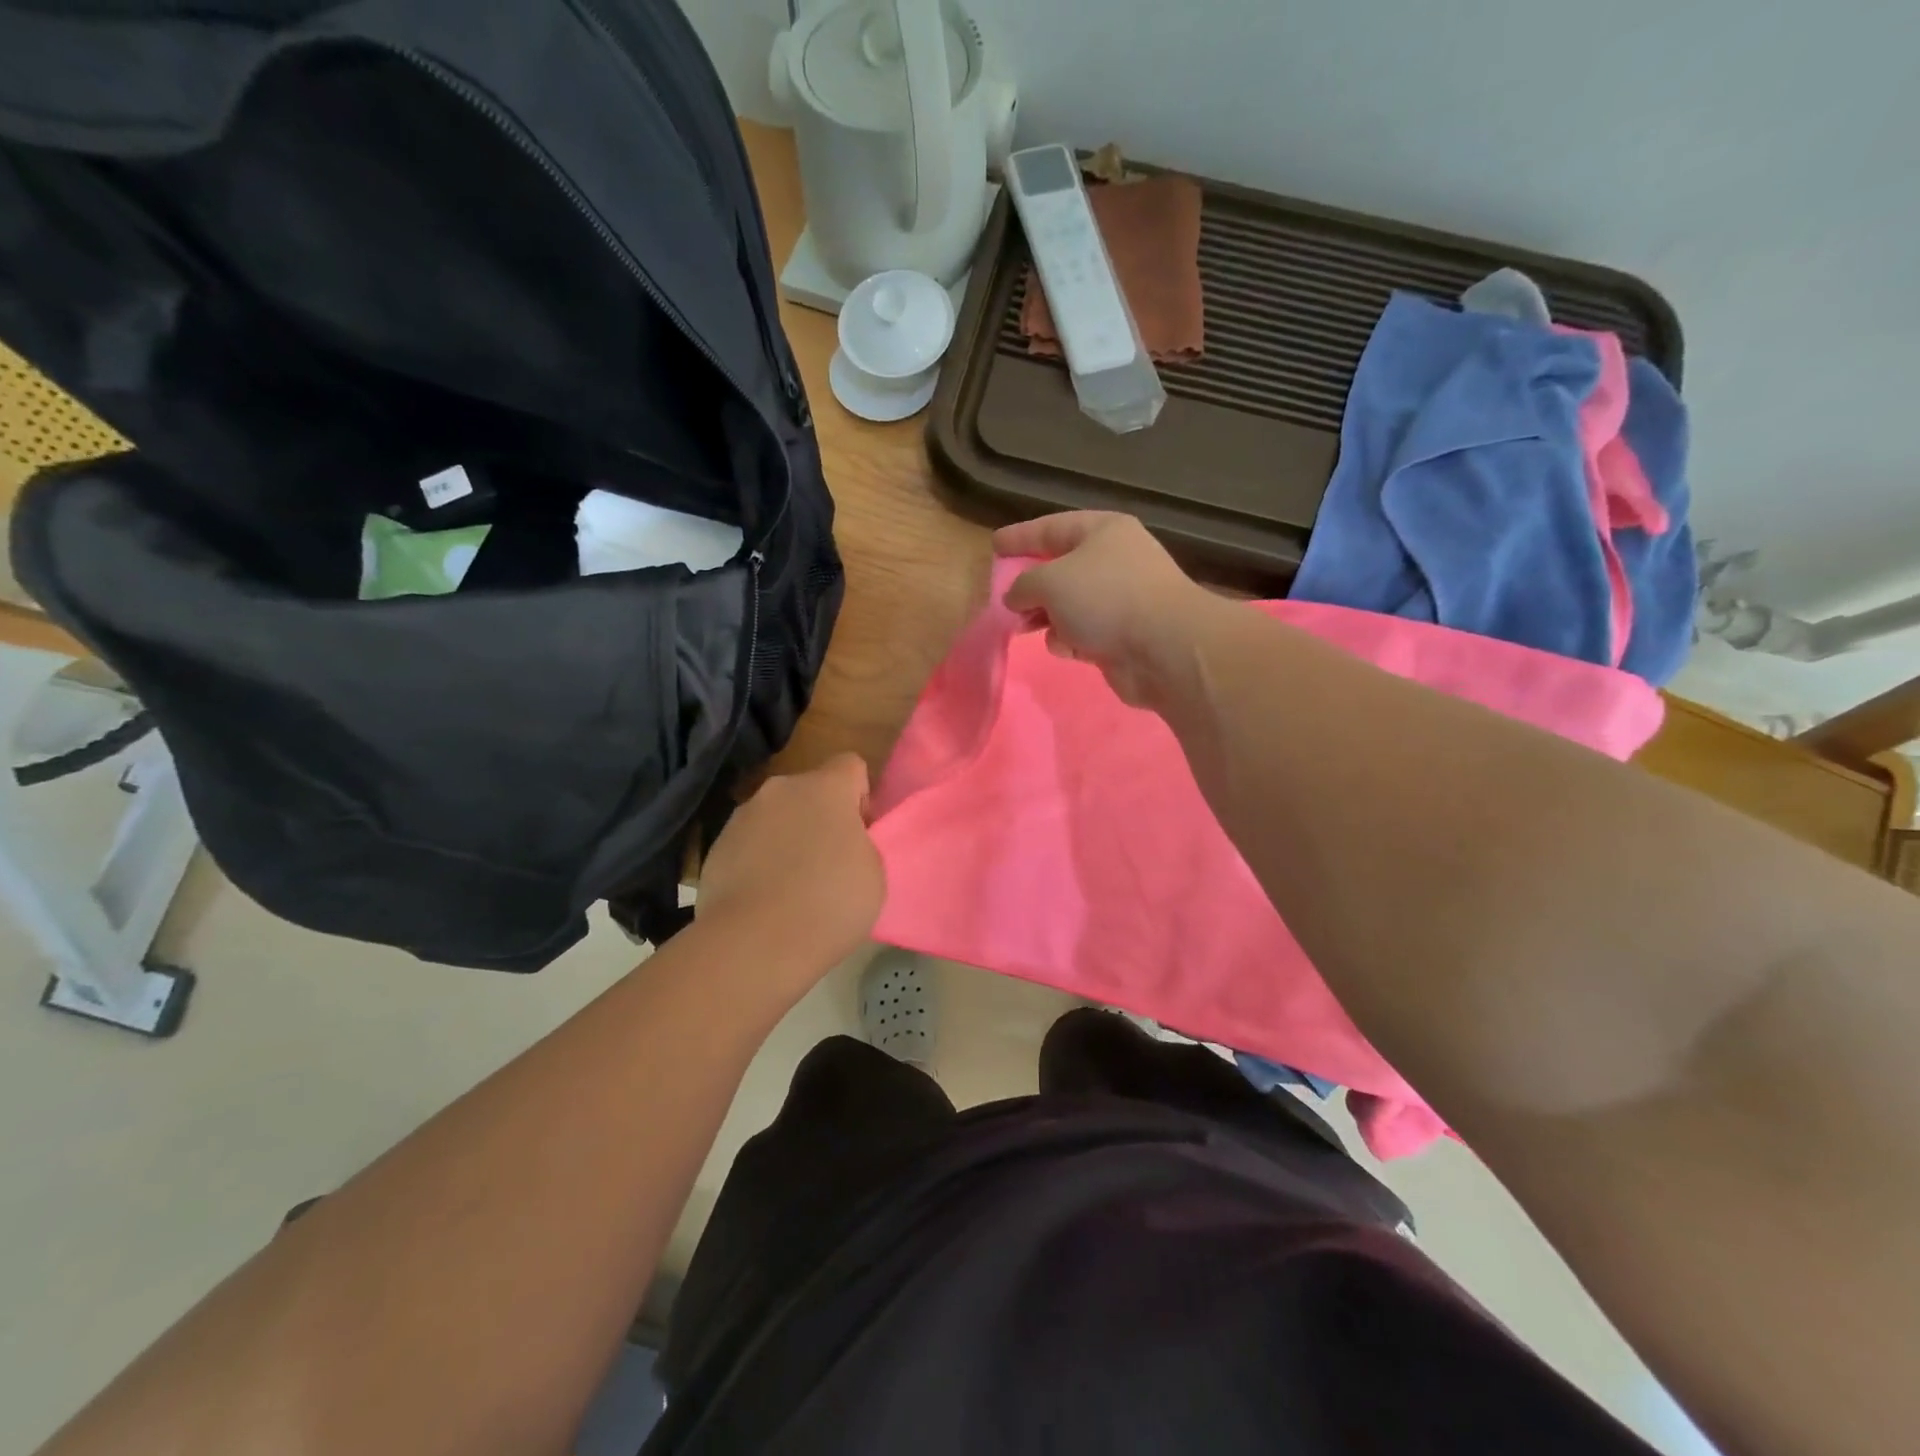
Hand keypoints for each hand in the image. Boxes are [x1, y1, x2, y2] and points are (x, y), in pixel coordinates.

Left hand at [697, 753, 884, 968]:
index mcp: (825, 787)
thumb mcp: (874, 873)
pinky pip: (748, 845)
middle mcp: (780, 790)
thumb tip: (841, 844)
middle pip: (809, 791)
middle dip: (820, 818)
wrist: (755, 944)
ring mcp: (742, 817)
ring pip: (775, 817)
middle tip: (829, 863)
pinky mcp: (715, 848)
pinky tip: (764, 900)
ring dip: (787, 838)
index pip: (850, 764)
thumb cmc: (831, 903)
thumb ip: (860, 844)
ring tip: (792, 887)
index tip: (859, 835)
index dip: (859, 796)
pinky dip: (758, 862)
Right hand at [994, 511, 1213, 707]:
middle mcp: (1115, 561)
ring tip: (1024, 626)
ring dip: (1047, 617)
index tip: (994, 545)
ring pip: (1070, 605)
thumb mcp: (1050, 581)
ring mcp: (1121, 600)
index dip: (1021, 536)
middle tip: (1004, 597)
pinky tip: (1063, 647)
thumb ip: (1023, 584)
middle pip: (1061, 568)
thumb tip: (1015, 597)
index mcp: (1103, 532)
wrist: (1164, 648)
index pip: (1052, 527)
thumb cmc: (1105, 598)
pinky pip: (1084, 633)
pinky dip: (1069, 640)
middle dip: (1032, 585)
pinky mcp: (1123, 636)